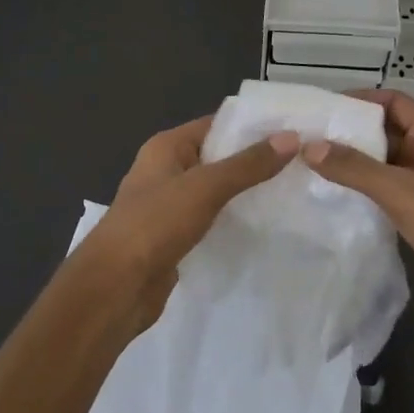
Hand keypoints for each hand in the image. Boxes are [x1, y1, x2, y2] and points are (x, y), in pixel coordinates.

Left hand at [79, 116, 298, 333]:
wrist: (114, 288)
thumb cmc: (154, 224)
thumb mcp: (205, 187)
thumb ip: (248, 164)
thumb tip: (291, 137)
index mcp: (166, 146)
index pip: (216, 124)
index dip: (252, 126)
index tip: (291, 130)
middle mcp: (166, 169)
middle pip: (217, 156)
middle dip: (253, 160)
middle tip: (298, 161)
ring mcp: (169, 205)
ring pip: (215, 189)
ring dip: (244, 191)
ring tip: (288, 190)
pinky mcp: (174, 237)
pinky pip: (210, 218)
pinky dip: (232, 218)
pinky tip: (262, 224)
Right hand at [304, 89, 413, 349]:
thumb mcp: (398, 191)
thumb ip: (353, 167)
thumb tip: (309, 146)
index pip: (393, 100)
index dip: (361, 99)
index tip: (325, 108)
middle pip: (389, 127)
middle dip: (354, 130)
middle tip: (313, 136)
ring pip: (389, 158)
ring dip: (359, 159)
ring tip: (318, 162)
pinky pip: (392, 185)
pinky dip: (368, 184)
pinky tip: (341, 193)